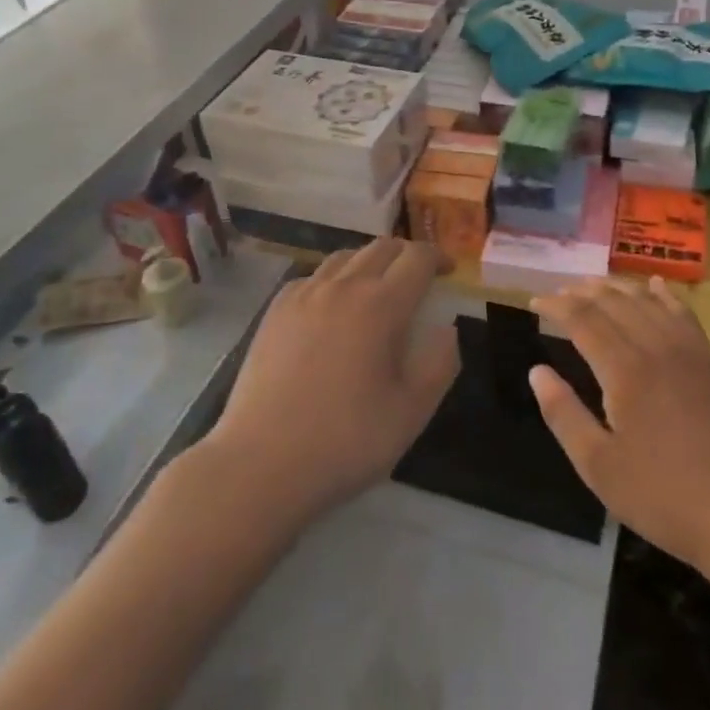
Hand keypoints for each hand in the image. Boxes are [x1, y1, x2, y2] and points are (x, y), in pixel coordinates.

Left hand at [200, 238, 458, 524]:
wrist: (260, 462)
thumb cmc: (344, 441)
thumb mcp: (411, 412)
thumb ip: (439, 363)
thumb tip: (445, 328)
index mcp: (380, 305)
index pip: (417, 258)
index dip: (438, 257)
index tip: (450, 271)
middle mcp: (342, 286)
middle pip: (381, 248)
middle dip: (406, 255)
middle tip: (418, 279)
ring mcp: (303, 294)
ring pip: (344, 256)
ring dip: (370, 262)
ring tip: (377, 289)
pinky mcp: (274, 310)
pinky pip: (313, 276)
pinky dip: (334, 279)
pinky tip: (331, 308)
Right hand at [529, 277, 709, 575]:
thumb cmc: (663, 497)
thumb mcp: (598, 466)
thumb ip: (563, 414)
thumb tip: (537, 371)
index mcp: (625, 370)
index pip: (582, 319)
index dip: (555, 307)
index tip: (534, 304)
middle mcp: (655, 347)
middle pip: (613, 302)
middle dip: (580, 292)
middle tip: (557, 296)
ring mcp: (688, 352)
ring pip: (646, 300)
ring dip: (615, 287)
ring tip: (592, 285)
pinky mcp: (709, 363)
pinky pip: (682, 313)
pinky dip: (663, 293)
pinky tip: (654, 284)